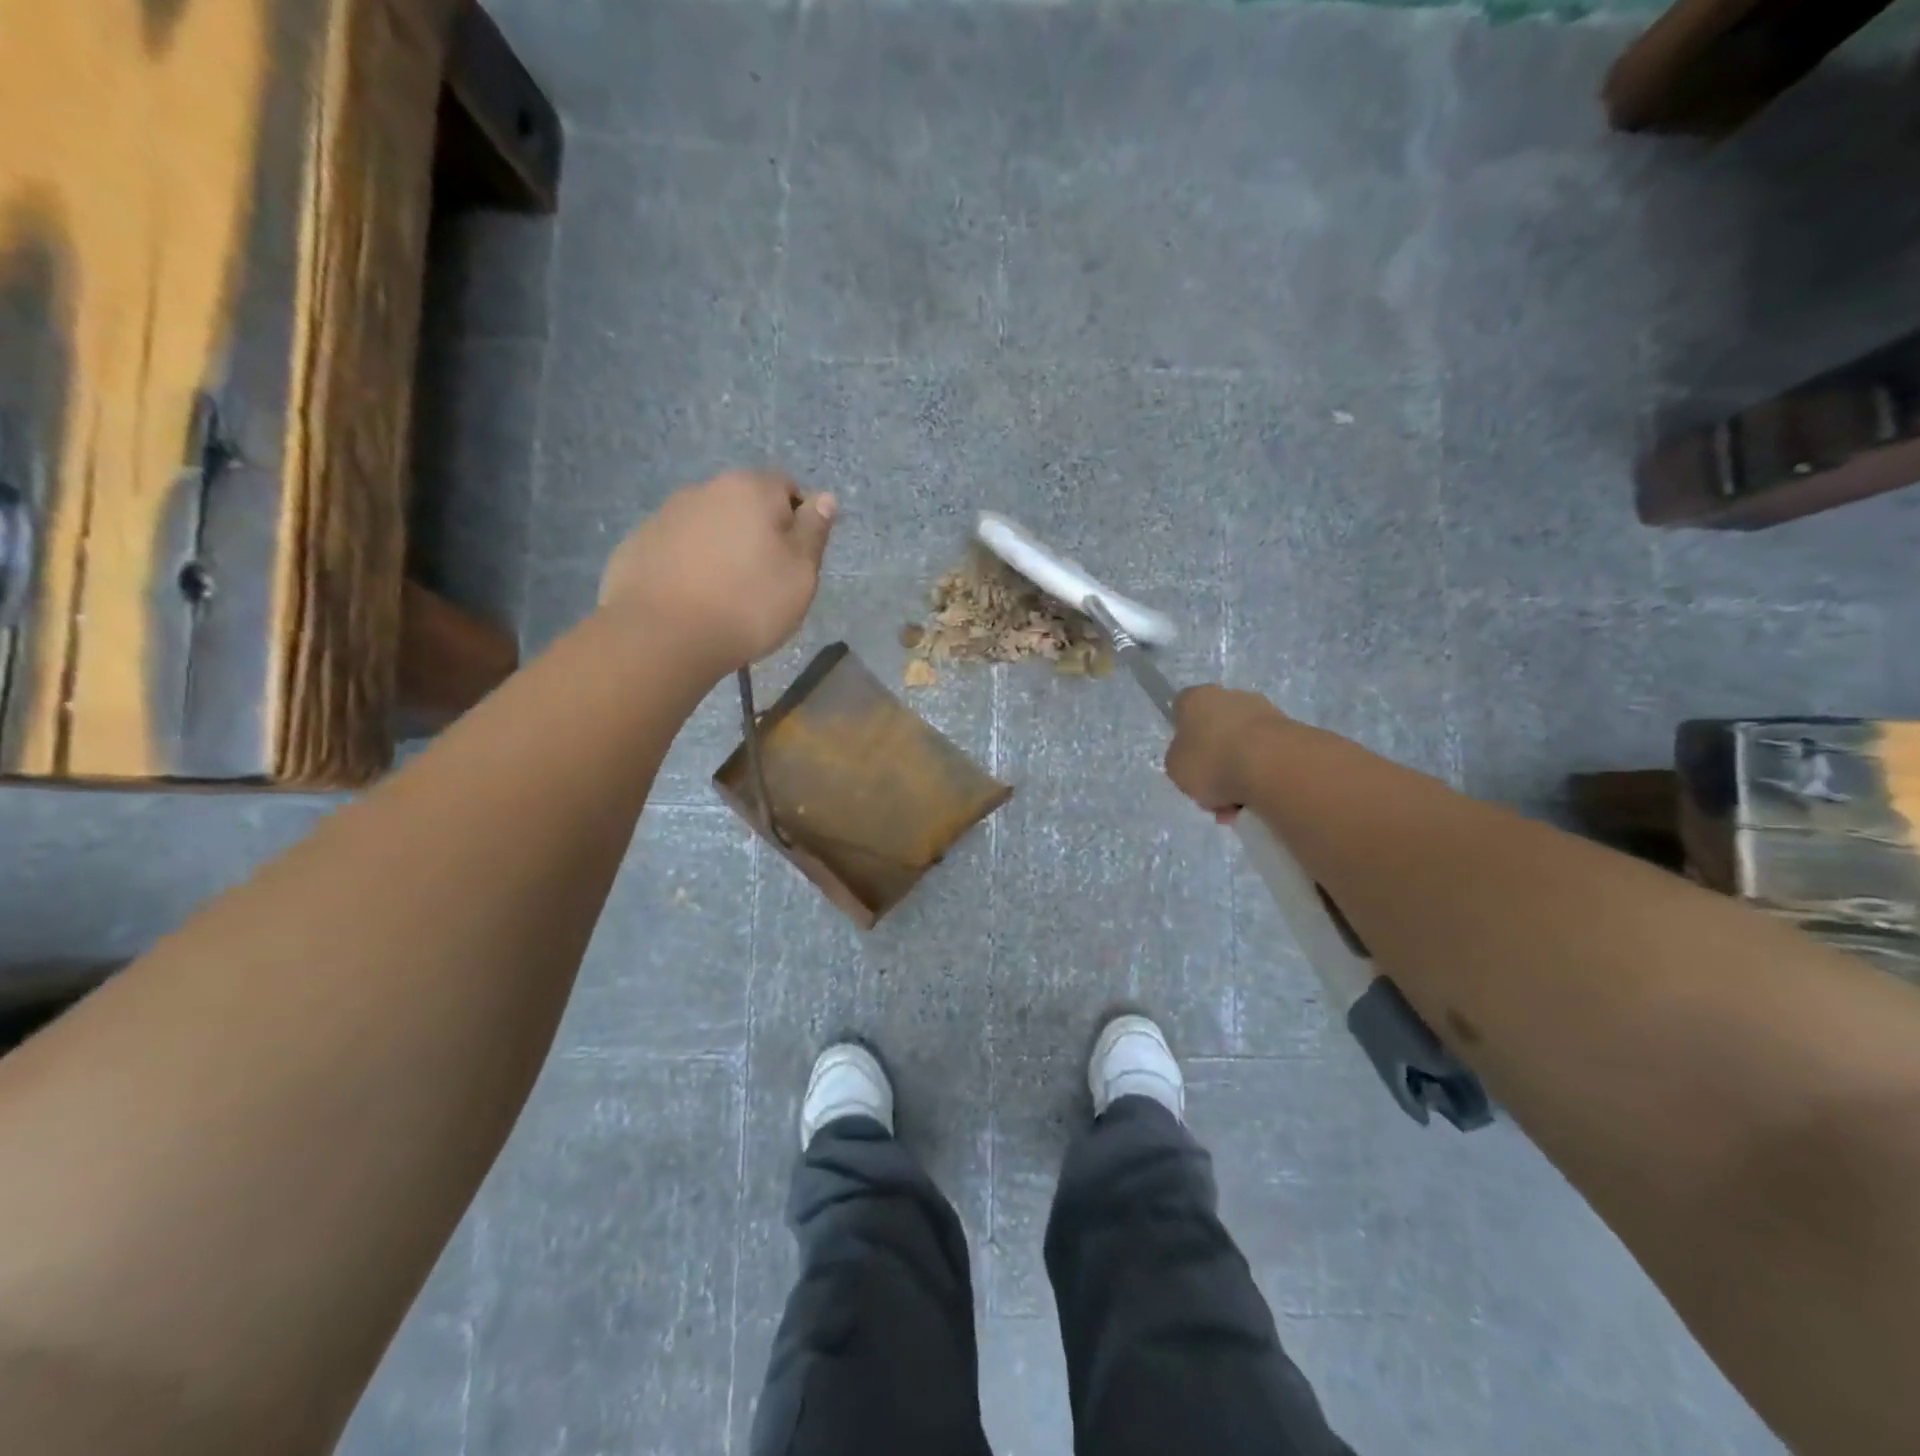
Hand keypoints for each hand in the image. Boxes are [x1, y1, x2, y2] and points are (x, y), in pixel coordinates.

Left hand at [599, 469, 835, 673]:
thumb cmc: (748, 603)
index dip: (798, 521)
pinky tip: (691, 600)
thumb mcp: (801, 573)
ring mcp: (665, 515)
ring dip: (720, 548)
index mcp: (750, 489)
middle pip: (743, 505)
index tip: (796, 560)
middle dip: (756, 533)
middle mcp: (705, 489)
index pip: (787, 487)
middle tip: (763, 581)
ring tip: (724, 595)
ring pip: (707, 526)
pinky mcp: (637, 544)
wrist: (663, 636)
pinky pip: (675, 549)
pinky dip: (688, 566)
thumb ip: (814, 531)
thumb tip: (825, 497)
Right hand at [1163, 684, 1290, 819]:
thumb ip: (1180, 760)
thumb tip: (1195, 760)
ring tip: (1238, 807)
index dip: (1183, 735)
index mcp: (1197, 698)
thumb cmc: (1213, 762)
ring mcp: (1265, 712)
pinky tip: (1259, 801)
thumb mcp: (1175, 768)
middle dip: (1215, 761)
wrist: (1274, 767)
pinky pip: (1268, 758)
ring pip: (1243, 747)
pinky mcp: (1293, 732)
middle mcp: (1232, 697)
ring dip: (1239, 773)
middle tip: (1213, 792)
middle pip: (1216, 730)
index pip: (1182, 708)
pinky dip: (1262, 777)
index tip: (1187, 760)